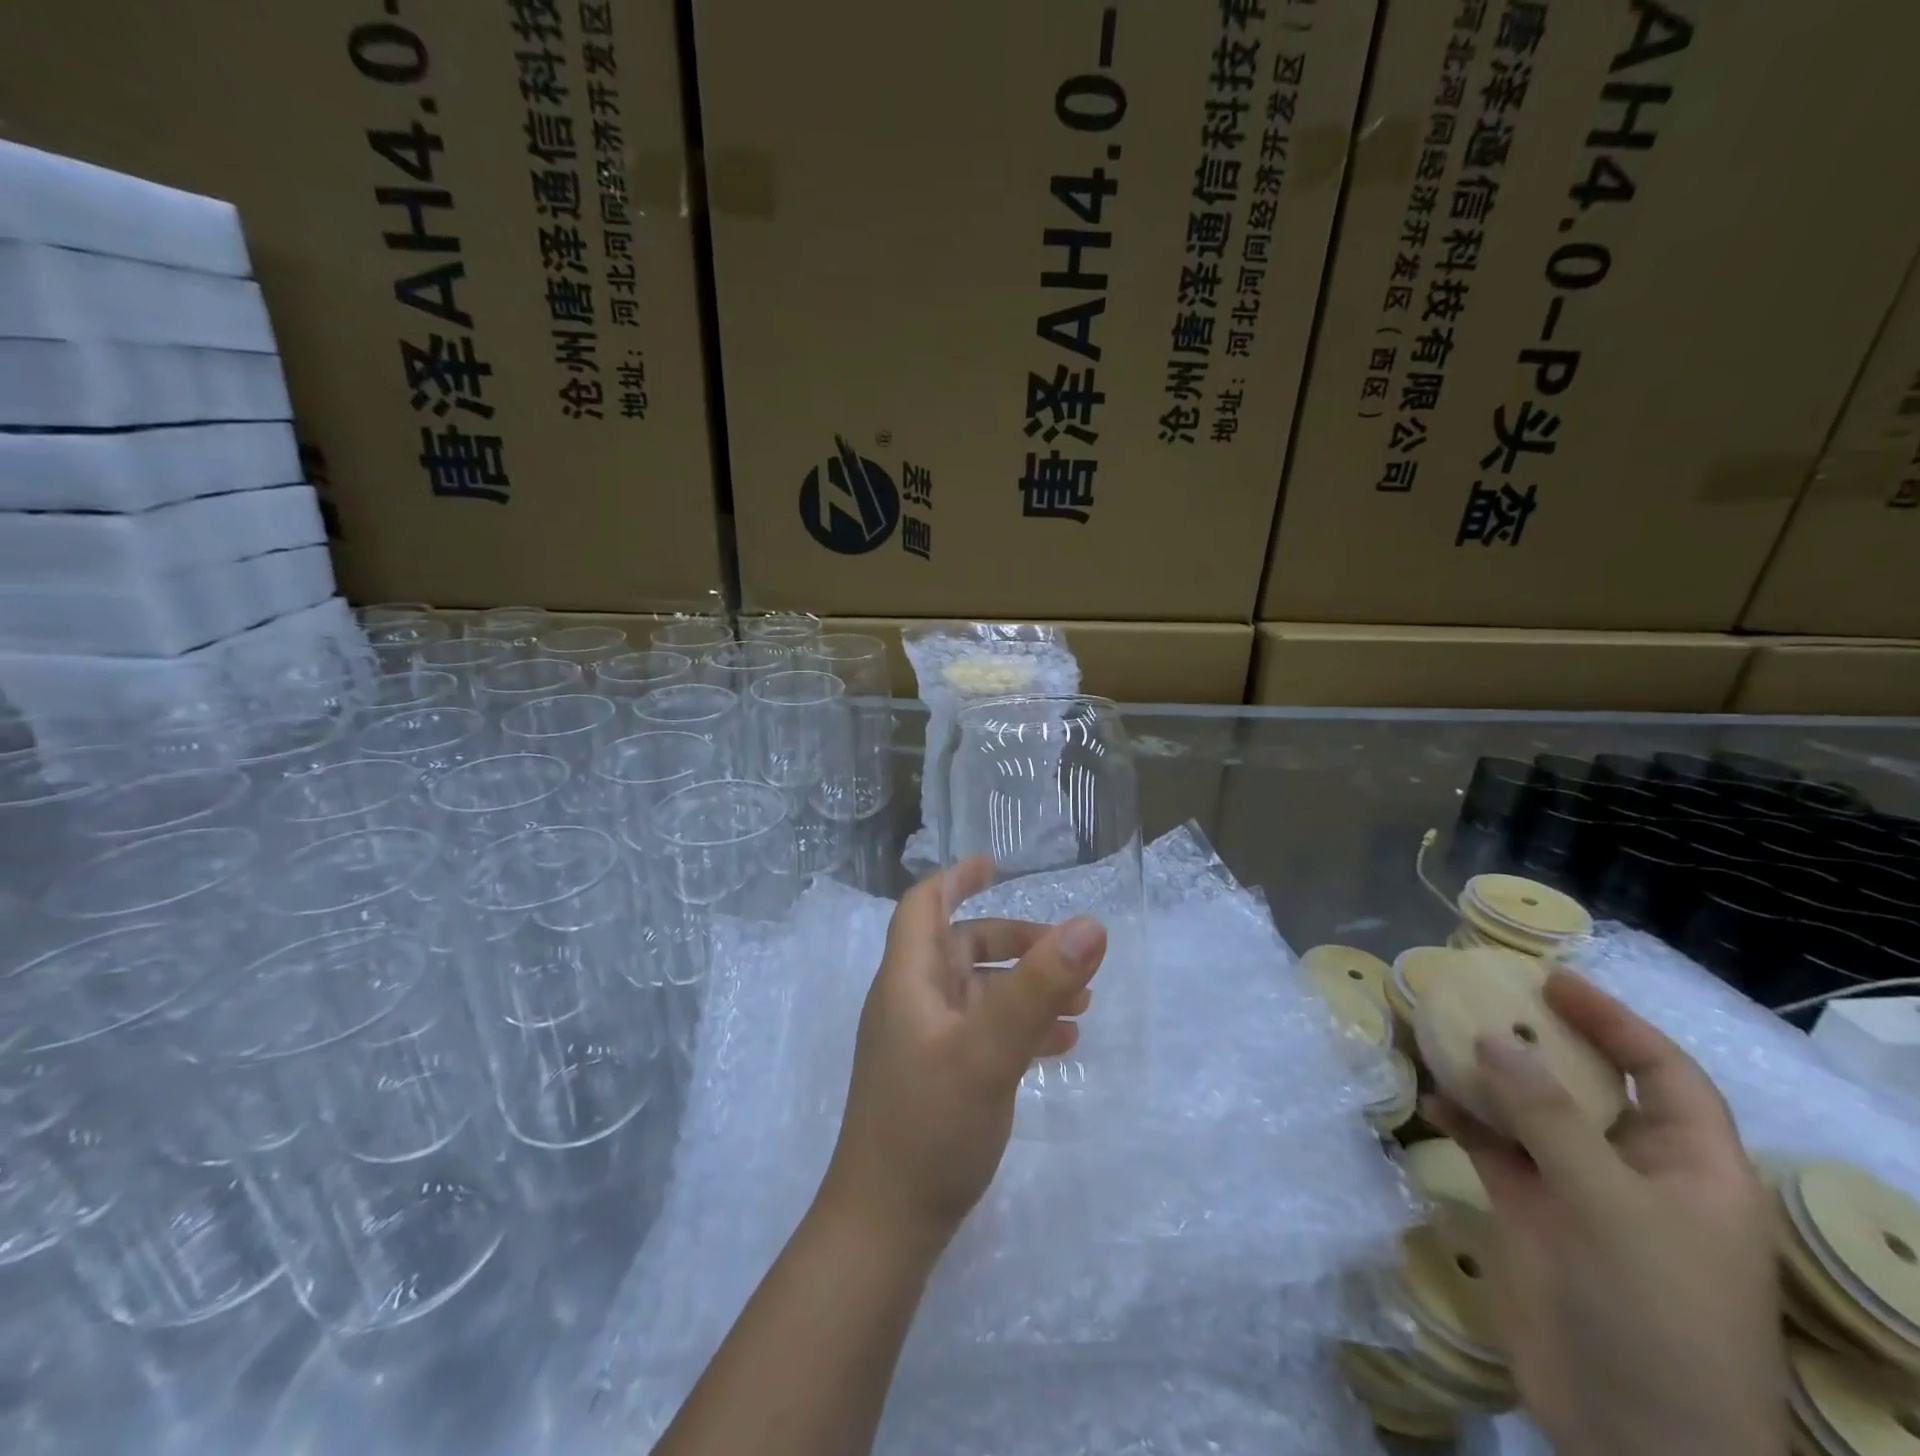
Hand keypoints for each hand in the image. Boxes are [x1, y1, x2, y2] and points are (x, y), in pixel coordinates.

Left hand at [819, 856, 1106, 1253]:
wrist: (885, 1226)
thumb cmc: (929, 1125)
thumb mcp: (990, 1050)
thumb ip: (1039, 987)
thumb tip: (1089, 926)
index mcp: (908, 980)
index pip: (924, 906)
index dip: (956, 878)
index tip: (996, 865)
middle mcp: (910, 1001)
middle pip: (962, 948)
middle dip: (1015, 943)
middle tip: (1069, 954)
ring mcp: (922, 1041)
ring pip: (978, 992)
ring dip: (1025, 988)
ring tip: (1082, 1004)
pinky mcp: (936, 1077)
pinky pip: (982, 1031)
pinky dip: (1018, 1026)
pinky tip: (1060, 1046)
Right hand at [1426, 971, 1784, 1455]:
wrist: (1633, 1435)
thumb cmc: (1655, 1315)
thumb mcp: (1610, 1208)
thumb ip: (1547, 1117)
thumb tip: (1491, 1037)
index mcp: (1691, 1166)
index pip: (1663, 1072)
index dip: (1614, 1022)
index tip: (1553, 981)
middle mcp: (1634, 1168)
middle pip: (1588, 1083)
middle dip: (1537, 1038)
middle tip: (1479, 995)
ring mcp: (1578, 1190)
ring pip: (1530, 1110)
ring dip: (1488, 1074)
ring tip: (1439, 1034)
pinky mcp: (1531, 1211)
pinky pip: (1494, 1146)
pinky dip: (1463, 1118)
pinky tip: (1430, 1099)